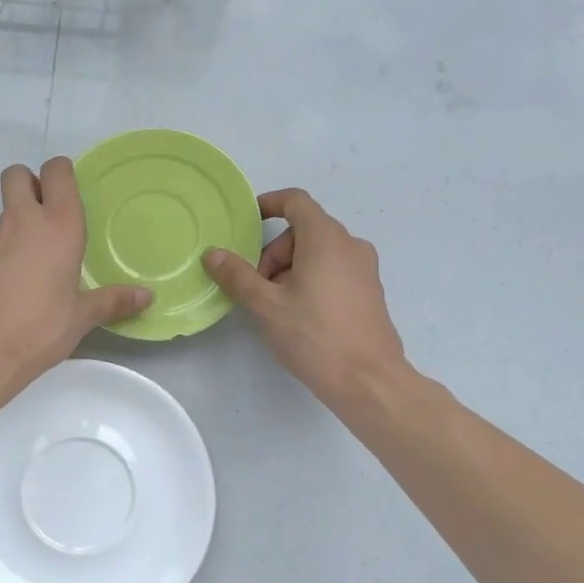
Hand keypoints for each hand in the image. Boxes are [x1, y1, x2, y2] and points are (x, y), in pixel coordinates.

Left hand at [0, 158, 151, 389]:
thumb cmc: (39, 328)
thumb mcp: (81, 318)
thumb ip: (112, 301)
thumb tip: (146, 298)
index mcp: (59, 226)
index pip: (57, 172)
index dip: (61, 172)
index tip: (67, 189)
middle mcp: (22, 221)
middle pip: (17, 175)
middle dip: (29, 183)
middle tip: (44, 214)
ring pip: (2, 212)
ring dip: (15, 224)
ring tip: (28, 263)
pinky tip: (4, 286)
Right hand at [203, 189, 407, 411]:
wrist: (369, 381)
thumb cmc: (315, 336)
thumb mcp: (266, 305)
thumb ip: (237, 275)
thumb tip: (213, 254)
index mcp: (326, 238)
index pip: (295, 201)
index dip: (269, 204)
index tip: (248, 222)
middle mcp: (350, 245)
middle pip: (303, 231)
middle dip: (274, 253)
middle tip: (258, 288)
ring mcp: (364, 268)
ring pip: (317, 253)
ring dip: (290, 269)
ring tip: (277, 307)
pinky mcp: (369, 291)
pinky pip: (333, 270)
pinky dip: (310, 280)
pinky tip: (300, 317)